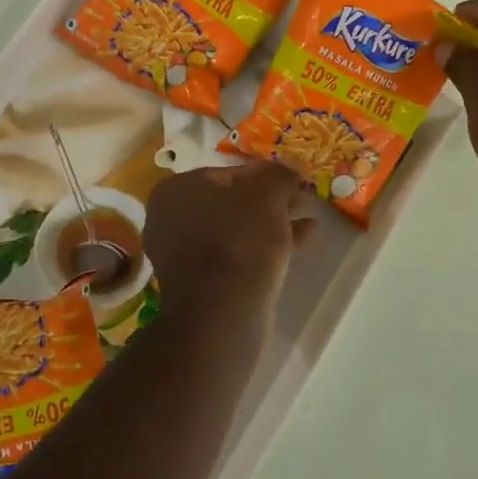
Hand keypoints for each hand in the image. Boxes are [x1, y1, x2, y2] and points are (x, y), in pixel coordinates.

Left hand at [144, 162, 315, 321]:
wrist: (223, 312)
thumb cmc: (240, 239)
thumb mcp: (267, 193)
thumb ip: (279, 174)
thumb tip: (291, 167)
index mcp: (175, 190)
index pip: (226, 172)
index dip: (263, 174)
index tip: (291, 181)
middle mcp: (170, 220)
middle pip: (230, 203)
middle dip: (268, 202)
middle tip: (300, 201)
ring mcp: (183, 256)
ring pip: (236, 231)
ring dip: (271, 225)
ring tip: (307, 221)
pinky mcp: (201, 285)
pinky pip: (236, 256)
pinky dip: (264, 248)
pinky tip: (300, 243)